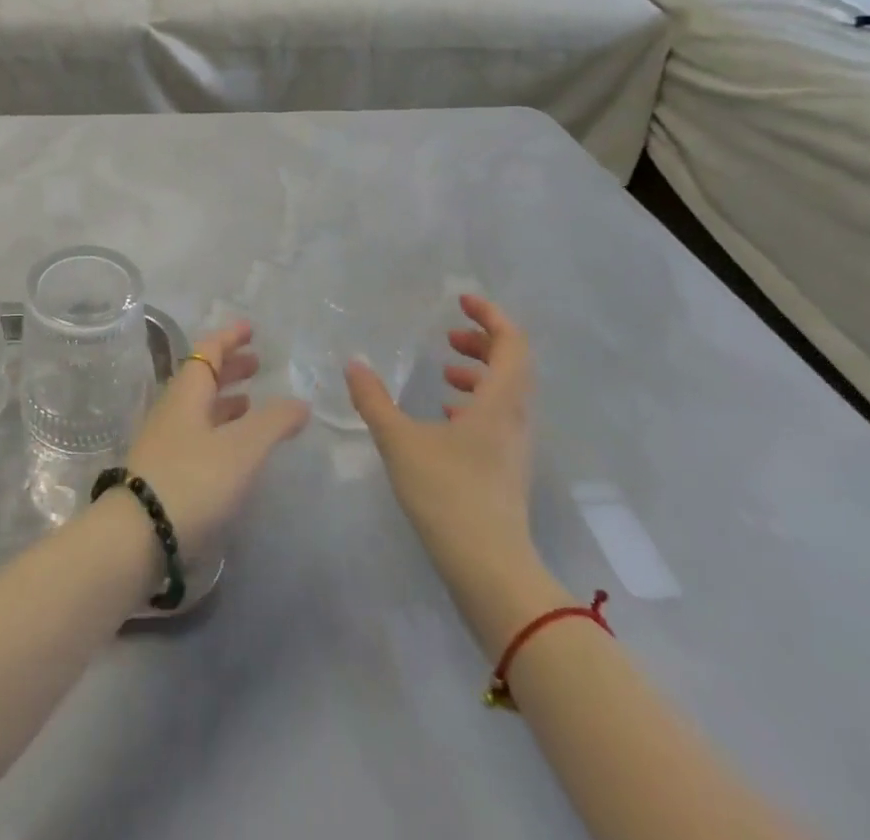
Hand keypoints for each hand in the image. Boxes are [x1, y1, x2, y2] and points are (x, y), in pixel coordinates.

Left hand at [123, 321, 310, 563]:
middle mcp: (173, 409)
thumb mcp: (242, 449)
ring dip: (225, 399)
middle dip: (230, 367)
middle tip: (257, 363)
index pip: (208, 351)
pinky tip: (233, 446)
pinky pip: (197, 433)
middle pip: (202, 377)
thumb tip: (300, 402)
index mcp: (187, 392)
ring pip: (199, 407)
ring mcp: (165, 439)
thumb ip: (273, 423)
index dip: (229, 338)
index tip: (250, 328)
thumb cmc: (193, 480)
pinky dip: (220, 427)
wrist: (138, 534)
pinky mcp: (165, 469)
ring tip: (251, 401)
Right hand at [346, 294, 534, 578]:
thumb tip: (354, 364)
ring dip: (480, 374)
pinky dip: (476, 403)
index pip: (512, 343)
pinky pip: (498, 419)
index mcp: (500, 402)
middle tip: (448, 336)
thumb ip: (374, 399)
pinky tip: (444, 414)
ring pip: (507, 394)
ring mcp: (515, 447)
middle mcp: (516, 419)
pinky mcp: (506, 469)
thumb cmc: (448, 494)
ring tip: (443, 372)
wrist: (489, 569)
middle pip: (514, 366)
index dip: (491, 316)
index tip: (461, 300)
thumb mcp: (400, 441)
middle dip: (483, 343)